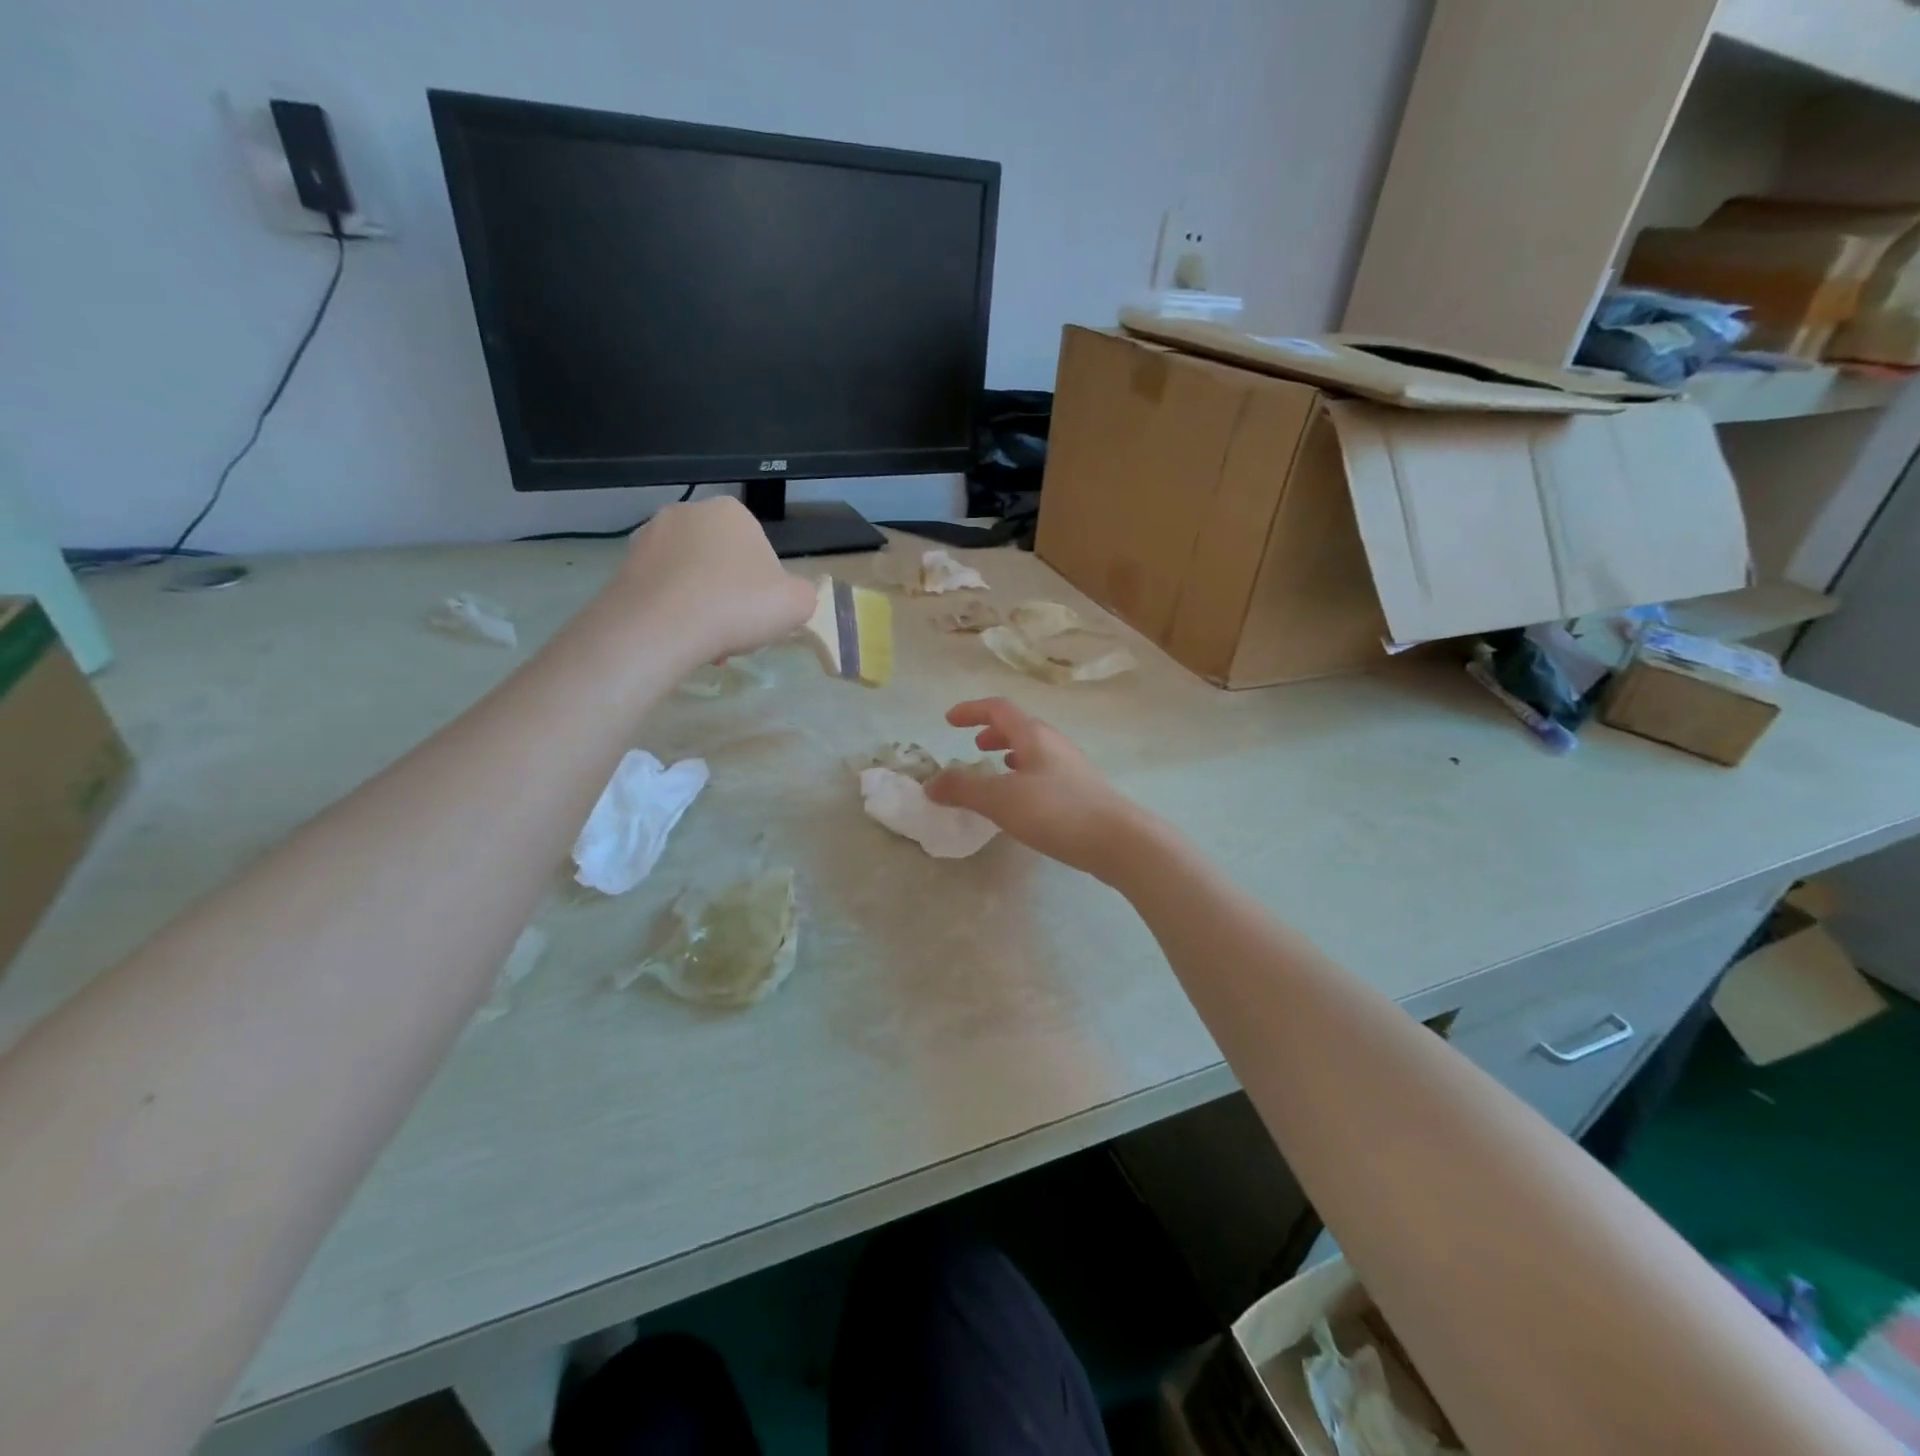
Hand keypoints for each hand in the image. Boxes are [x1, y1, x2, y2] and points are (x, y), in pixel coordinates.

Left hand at [609, 498, 816, 666]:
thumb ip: (802, 595)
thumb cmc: (737, 605)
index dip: (765, 585)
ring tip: (707, 642)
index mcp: (732, 512)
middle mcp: (687, 513)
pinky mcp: (624, 566)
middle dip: (729, 594)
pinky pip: (661, 591)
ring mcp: (650, 537)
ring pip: (690, 577)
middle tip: (736, 630)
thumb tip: (790, 597)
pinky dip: (673, 612)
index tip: (762, 613)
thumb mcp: (797, 604)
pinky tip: (681, 639)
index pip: (759, 548)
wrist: (661, 626)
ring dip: (702, 605)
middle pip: (721, 560)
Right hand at [925, 698, 1152, 878]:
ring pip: (1033, 751)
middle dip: (992, 733)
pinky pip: (1043, 771)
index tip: (949, 721)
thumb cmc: (1058, 811)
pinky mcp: (1081, 791)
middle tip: (974, 748)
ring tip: (995, 772)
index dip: (971, 710)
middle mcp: (1054, 744)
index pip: (998, 708)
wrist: (1119, 841)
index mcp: (1034, 735)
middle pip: (1019, 727)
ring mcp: (1071, 767)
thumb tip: (931, 783)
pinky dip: (1023, 775)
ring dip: (1009, 754)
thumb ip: (963, 789)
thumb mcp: (1001, 800)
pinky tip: (1022, 802)